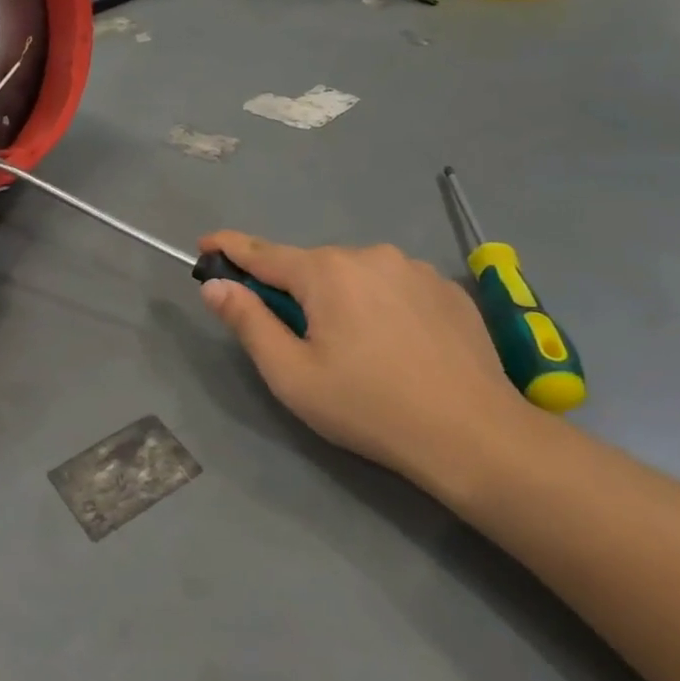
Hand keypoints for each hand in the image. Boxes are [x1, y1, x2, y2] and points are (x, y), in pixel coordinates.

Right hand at [197, 231, 527, 488]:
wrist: (474, 435)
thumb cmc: (369, 407)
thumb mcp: (292, 375)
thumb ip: (248, 323)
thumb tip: (214, 285)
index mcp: (325, 272)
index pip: (261, 251)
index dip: (228, 248)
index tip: (204, 245)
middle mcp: (368, 254)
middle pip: (311, 267)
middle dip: (293, 291)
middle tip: (297, 339)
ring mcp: (413, 267)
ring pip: (355, 275)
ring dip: (339, 297)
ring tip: (355, 349)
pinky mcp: (446, 288)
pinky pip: (393, 285)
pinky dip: (379, 304)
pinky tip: (396, 345)